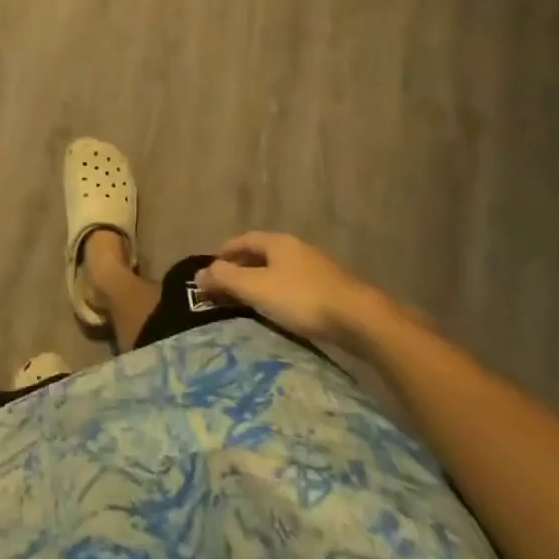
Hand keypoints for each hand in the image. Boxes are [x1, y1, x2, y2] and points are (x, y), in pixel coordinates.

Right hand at [195, 232, 386, 344]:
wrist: (359, 319)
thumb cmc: (301, 298)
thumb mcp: (256, 288)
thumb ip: (226, 279)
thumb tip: (199, 273)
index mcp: (277, 242)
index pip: (243, 240)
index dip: (225, 252)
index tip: (211, 267)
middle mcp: (296, 248)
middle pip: (262, 253)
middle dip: (242, 266)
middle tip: (226, 285)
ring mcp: (316, 268)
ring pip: (279, 270)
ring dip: (261, 280)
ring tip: (249, 300)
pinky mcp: (330, 289)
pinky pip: (294, 285)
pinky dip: (279, 292)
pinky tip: (279, 310)